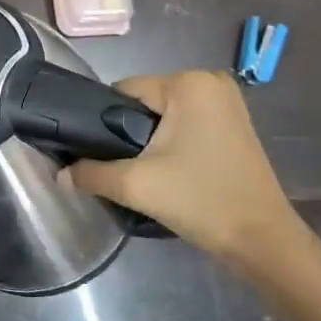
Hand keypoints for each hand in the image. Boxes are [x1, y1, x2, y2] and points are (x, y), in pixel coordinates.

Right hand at [62, 69, 304, 269]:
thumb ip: (91, 174)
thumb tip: (59, 174)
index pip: (123, 91)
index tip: (100, 154)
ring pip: (163, 115)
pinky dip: (171, 143)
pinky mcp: (234, 123)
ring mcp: (227, 102)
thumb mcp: (136, 186)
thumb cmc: (200, 200)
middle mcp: (210, 81)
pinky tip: (168, 170)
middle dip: (128, 132)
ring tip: (144, 173)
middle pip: (144, 102)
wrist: (261, 240)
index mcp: (189, 83)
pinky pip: (185, 123)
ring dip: (149, 140)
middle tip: (124, 168)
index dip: (105, 122)